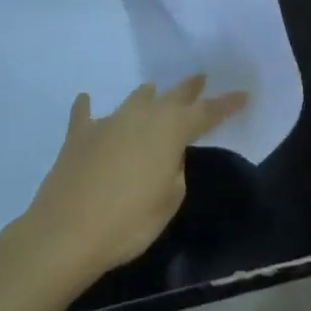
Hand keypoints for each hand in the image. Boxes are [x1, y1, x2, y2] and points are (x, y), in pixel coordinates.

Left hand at [23, 75, 247, 277]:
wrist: (66, 232)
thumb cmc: (130, 221)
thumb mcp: (170, 200)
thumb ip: (173, 170)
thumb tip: (163, 156)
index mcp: (171, 130)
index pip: (206, 112)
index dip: (226, 104)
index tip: (243, 94)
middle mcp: (143, 115)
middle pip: (172, 96)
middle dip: (189, 89)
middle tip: (201, 79)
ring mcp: (109, 122)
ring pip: (134, 99)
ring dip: (147, 96)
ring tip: (152, 92)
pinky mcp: (79, 135)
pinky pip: (85, 114)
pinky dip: (88, 108)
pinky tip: (85, 100)